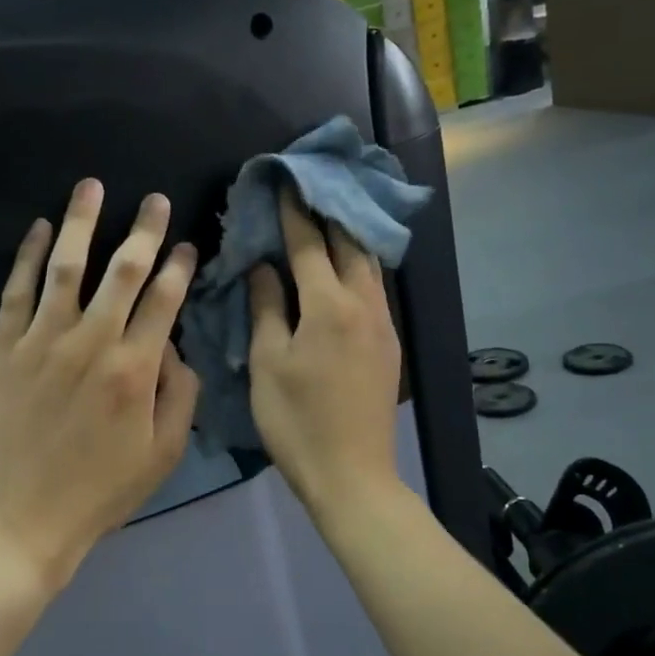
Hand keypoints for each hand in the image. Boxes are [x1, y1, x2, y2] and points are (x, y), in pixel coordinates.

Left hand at [0, 179, 200, 597]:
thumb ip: (181, 395)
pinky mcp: (4, 349)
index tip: (189, 244)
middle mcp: (92, 343)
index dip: (180, 267)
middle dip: (144, 230)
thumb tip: (175, 347)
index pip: (164, 301)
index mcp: (135, 370)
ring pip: (67, 268)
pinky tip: (40, 229)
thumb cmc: (100, 492)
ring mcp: (42, 342)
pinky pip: (17, 292)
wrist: (23, 519)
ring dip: (83, 223)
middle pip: (124, 271)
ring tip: (93, 185)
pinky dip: (28, 256)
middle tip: (156, 199)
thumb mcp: (163, 454)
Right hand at [248, 189, 403, 516]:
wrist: (351, 474)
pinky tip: (345, 269)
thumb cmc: (296, 420)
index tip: (285, 181)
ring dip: (348, 238)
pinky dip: (358, 267)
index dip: (294, 211)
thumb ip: (267, 308)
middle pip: (350, 244)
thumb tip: (264, 267)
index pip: (310, 244)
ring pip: (369, 265)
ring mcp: (383, 325)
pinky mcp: (390, 345)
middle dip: (329, 213)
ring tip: (327, 219)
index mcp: (329, 306)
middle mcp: (364, 305)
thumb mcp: (267, 363)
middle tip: (309, 189)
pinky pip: (375, 290)